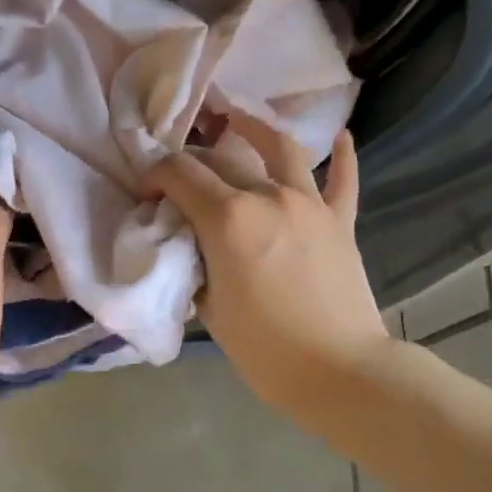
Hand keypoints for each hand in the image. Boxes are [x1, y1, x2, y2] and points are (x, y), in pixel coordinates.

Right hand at [143, 119, 390, 416]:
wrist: (339, 371)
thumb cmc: (264, 348)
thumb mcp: (209, 306)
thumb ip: (195, 262)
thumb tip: (191, 243)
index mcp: (228, 218)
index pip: (179, 173)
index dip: (155, 176)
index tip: (148, 194)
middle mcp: (267, 196)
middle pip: (220, 159)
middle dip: (192, 160)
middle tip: (181, 177)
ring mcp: (310, 204)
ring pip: (280, 148)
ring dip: (254, 129)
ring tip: (237, 120)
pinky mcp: (340, 221)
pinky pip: (343, 179)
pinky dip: (341, 156)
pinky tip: (339, 138)